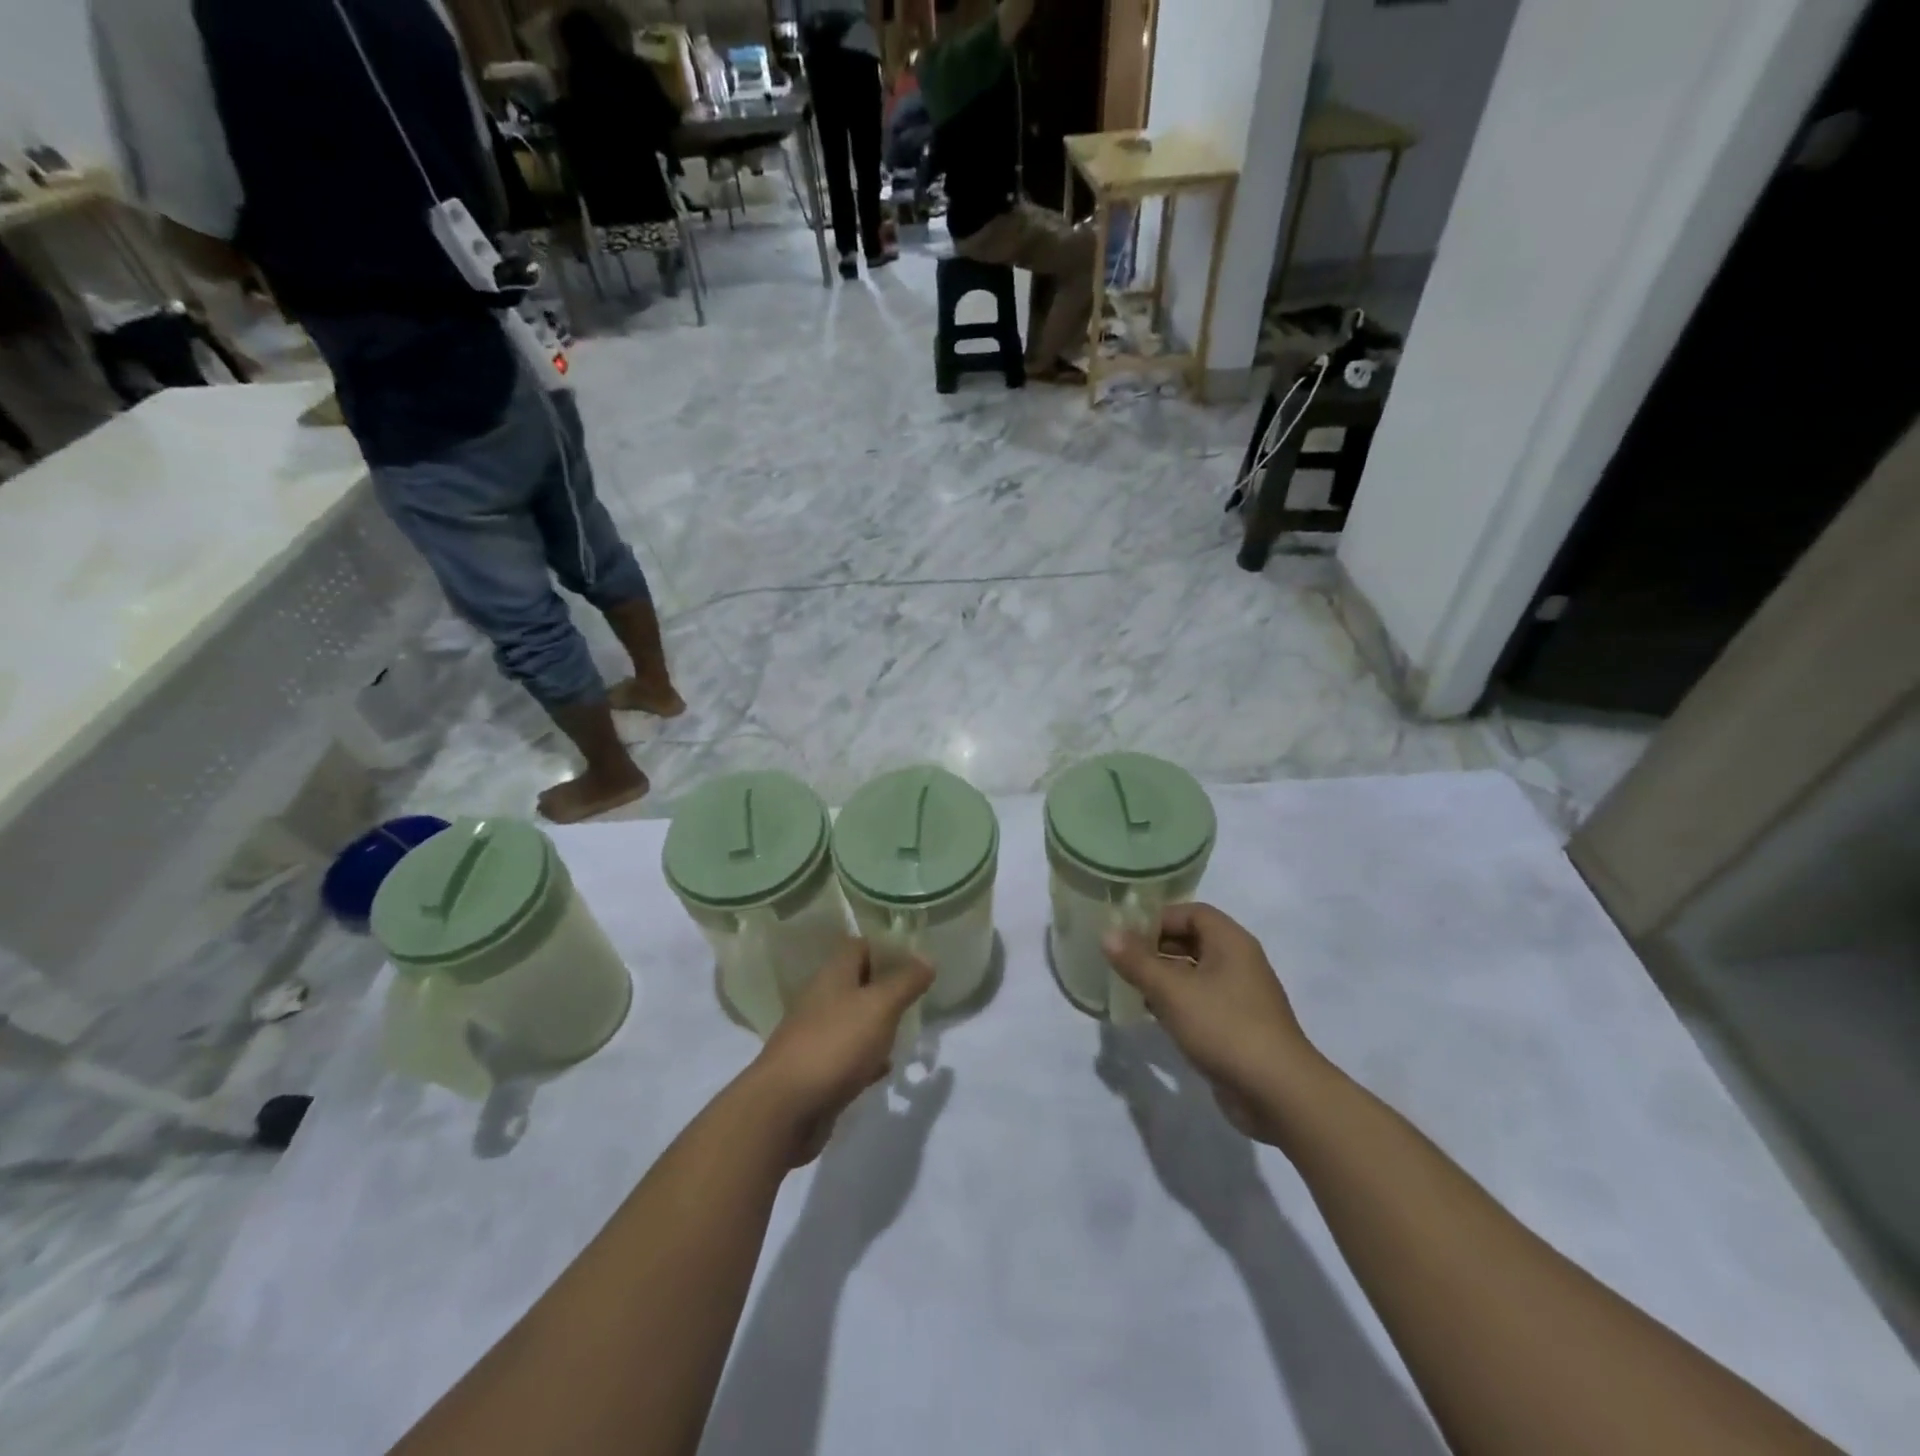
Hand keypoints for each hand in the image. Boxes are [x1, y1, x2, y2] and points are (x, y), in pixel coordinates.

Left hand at [744, 939, 932, 1167]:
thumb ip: (906, 981)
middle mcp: (821, 999)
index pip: (860, 946)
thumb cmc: (836, 1044)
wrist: (786, 1109)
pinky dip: (867, 1057)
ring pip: (854, 1019)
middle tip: (918, 996)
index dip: (887, 948)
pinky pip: (848, 1055)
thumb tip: (927, 959)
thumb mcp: (880, 1006)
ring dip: (879, 1023)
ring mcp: (817, 1036)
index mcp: (833, 975)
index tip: (917, 960)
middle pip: (857, 982)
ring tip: (908, 1028)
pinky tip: (886, 1067)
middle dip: (887, 988)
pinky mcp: (817, 1070)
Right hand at [1101, 903, 1318, 1143]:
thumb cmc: (1225, 1027)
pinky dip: (1176, 1002)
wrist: (1278, 1093)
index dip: (1159, 918)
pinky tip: (1152, 1015)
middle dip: (1156, 947)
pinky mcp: (1237, 1026)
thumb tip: (1107, 933)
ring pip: (1194, 973)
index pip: (1192, 912)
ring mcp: (1240, 996)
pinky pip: (1201, 1001)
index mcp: (1231, 943)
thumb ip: (1138, 962)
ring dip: (1164, 977)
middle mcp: (1239, 962)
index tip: (1127, 934)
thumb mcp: (1173, 991)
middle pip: (1192, 940)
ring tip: (1129, 986)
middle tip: (1122, 960)